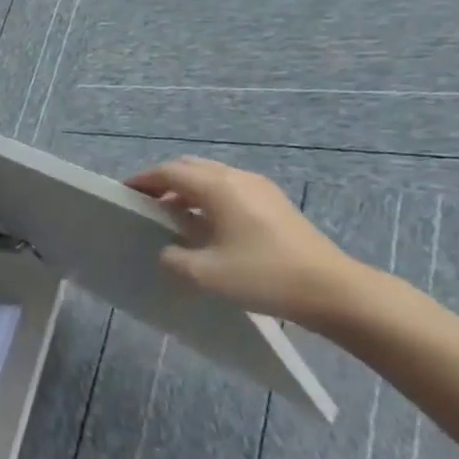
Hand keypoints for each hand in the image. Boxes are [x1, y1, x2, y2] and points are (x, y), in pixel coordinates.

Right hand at [126, 157, 366, 328]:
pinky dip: (209, 197)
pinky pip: (230, 188)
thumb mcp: (205, 274)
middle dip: (164, 180)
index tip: (124, 193)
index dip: (143, 180)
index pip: (168, 172)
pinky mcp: (275, 203)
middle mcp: (236, 178)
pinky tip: (208, 225)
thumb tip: (167, 250)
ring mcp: (260, 188)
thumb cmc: (263, 276)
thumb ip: (174, 258)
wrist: (334, 291)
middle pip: (190, 167)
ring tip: (174, 214)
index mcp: (217, 187)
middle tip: (147, 203)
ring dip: (188, 189)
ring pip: (212, 176)